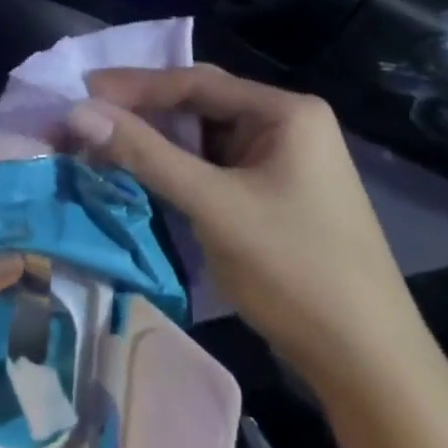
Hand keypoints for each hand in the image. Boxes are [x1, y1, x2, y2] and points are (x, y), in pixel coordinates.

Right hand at [67, 65, 415, 394]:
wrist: (368, 364)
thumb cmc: (295, 270)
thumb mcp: (214, 206)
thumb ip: (146, 155)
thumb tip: (79, 112)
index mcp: (285, 111)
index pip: (197, 83)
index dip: (135, 86)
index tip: (82, 89)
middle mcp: (287, 125)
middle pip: (202, 106)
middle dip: (144, 112)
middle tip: (87, 117)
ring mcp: (284, 161)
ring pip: (207, 140)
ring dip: (158, 143)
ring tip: (104, 144)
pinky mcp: (275, 195)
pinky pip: (217, 169)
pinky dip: (180, 171)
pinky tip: (144, 176)